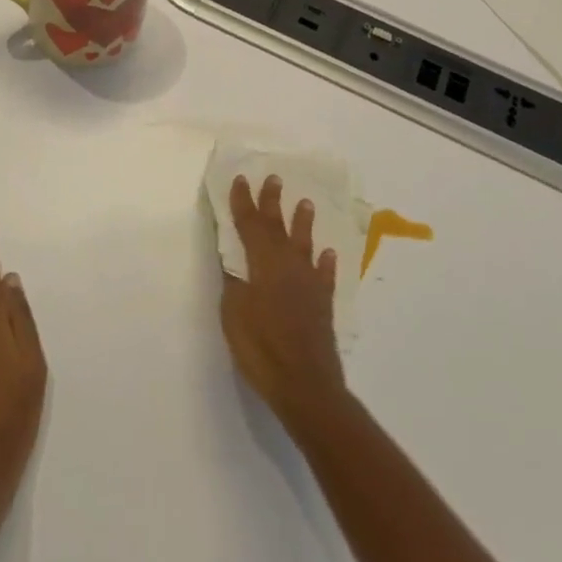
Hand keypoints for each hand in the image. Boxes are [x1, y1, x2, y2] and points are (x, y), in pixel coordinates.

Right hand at [219, 174, 346, 430]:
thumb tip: (234, 261)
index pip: (250, 226)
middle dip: (273, 202)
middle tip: (274, 178)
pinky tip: (327, 254)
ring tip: (306, 203)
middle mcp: (288, 266)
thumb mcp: (234, 314)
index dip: (244, 202)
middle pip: (279, 228)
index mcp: (263, 265)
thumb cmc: (261, 348)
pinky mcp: (322, 304)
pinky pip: (324, 275)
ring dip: (304, 223)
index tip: (241, 179)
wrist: (305, 384)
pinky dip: (325, 263)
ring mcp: (309, 284)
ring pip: (305, 245)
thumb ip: (234, 283)